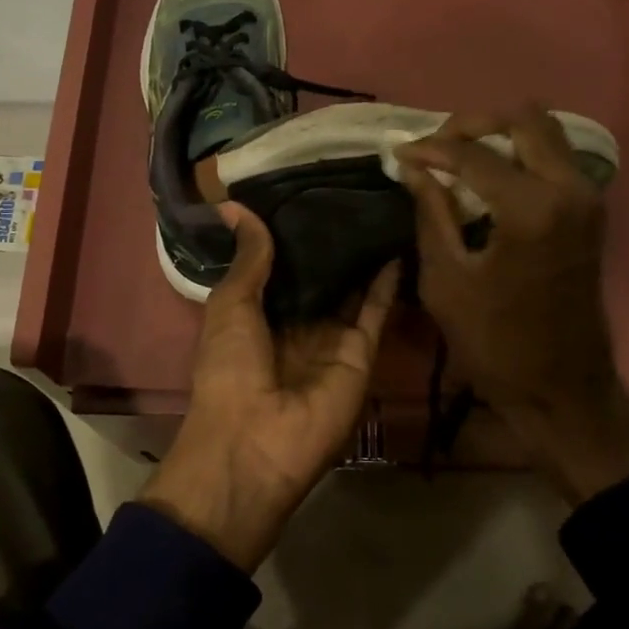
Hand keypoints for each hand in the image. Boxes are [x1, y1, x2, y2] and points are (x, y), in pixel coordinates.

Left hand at [143, 203, 397, 570]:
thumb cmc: (229, 369)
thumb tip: (234, 206)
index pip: (282, 265)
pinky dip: (388, 281)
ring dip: (365, 254)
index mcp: (258, 314)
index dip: (293, 232)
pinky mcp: (362, 354)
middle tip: (355, 186)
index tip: (310, 187)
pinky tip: (399, 241)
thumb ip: (248, 258)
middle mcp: (298, 324)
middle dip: (334, 239)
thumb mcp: (230, 305)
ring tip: (382, 205)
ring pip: (353, 289)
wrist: (255, 442)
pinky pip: (376, 311)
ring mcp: (332, 340)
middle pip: (322, 276)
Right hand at [396, 106, 628, 502]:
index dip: (431, 149)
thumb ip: (431, 212)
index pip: (474, 154)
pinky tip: (489, 178)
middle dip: (474, 124)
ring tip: (460, 159)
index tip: (399, 152)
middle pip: (525, 119)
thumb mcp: (446, 279)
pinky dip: (522, 155)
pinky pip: (557, 158)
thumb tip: (413, 167)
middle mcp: (569, 189)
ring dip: (502, 136)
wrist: (561, 387)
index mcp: (531, 208)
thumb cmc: (494, 343)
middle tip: (437, 146)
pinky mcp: (591, 211)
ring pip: (547, 133)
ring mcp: (588, 197)